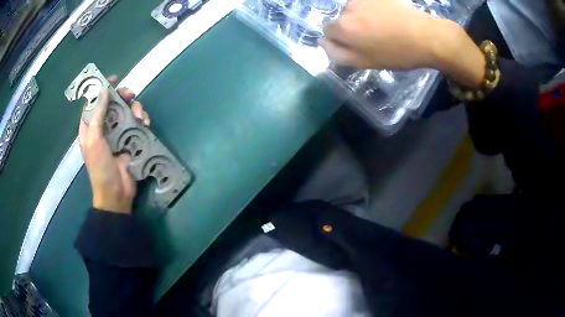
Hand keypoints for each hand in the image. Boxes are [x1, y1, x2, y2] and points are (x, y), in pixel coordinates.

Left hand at [78, 77, 149, 213]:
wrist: (116, 193)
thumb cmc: (100, 168)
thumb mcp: (94, 140)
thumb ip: (97, 114)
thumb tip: (103, 90)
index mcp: (90, 127)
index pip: (94, 101)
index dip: (102, 89)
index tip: (114, 79)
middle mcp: (103, 127)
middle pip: (112, 103)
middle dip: (122, 96)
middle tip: (131, 95)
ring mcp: (117, 134)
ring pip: (126, 112)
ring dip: (135, 109)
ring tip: (141, 116)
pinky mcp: (129, 141)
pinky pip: (136, 124)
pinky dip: (141, 121)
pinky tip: (145, 124)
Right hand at [321, 0, 442, 69]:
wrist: (425, 36)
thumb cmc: (396, 53)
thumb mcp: (364, 62)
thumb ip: (337, 54)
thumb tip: (322, 42)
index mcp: (343, 27)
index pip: (327, 31)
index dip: (340, 40)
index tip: (356, 45)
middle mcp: (348, 8)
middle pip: (341, 19)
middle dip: (351, 28)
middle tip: (373, 37)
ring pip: (354, 10)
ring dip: (362, 17)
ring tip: (383, 26)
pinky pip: (366, 3)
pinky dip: (372, 9)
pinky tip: (387, 17)